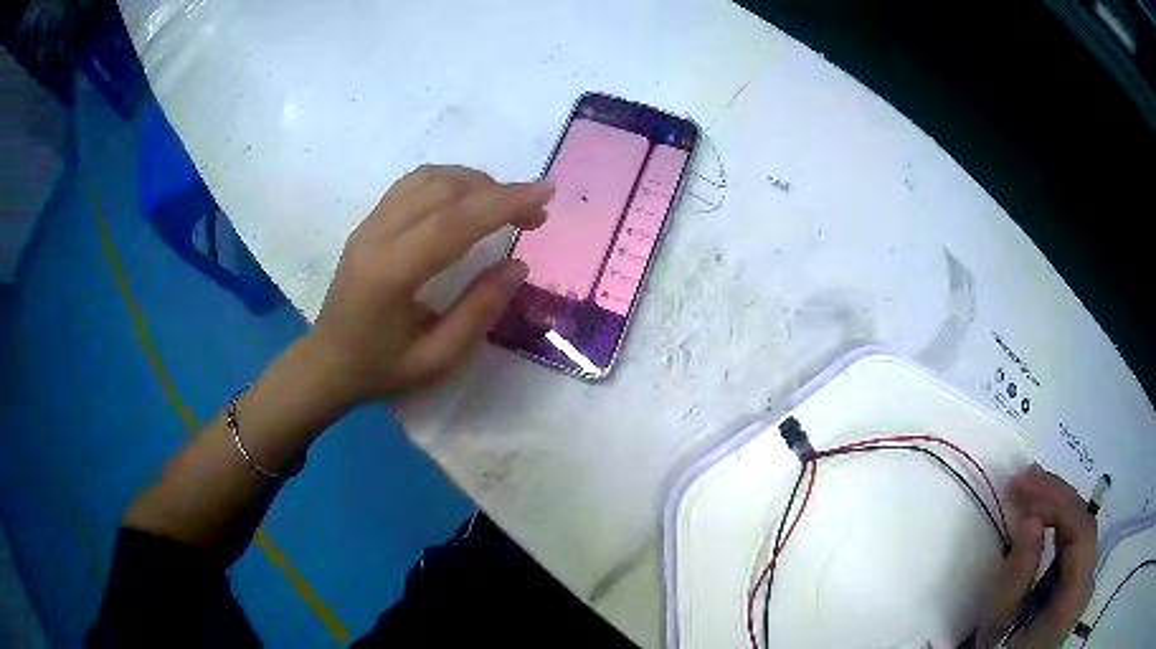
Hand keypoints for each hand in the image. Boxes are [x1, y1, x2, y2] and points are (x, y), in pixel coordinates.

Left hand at [304, 165, 551, 404]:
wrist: (327, 362)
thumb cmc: (381, 369)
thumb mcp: (436, 359)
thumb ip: (478, 311)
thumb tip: (517, 264)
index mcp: (391, 274)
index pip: (453, 223)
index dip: (503, 203)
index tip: (545, 194)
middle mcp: (377, 237)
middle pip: (443, 190)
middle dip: (497, 191)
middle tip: (535, 213)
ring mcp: (369, 224)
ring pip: (428, 178)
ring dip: (474, 181)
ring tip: (505, 204)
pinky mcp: (369, 221)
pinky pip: (413, 184)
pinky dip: (450, 181)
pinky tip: (468, 199)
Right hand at [976, 464, 1097, 647]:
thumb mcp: (1000, 625)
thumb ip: (1018, 575)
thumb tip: (1030, 517)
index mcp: (1075, 595)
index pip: (1081, 531)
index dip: (1058, 501)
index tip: (1024, 485)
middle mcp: (1088, 580)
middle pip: (1084, 524)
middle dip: (1057, 496)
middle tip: (1024, 478)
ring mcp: (1085, 579)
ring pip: (1081, 528)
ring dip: (1058, 504)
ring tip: (1030, 487)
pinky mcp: (1077, 580)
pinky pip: (1074, 541)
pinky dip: (1059, 522)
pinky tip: (1042, 512)